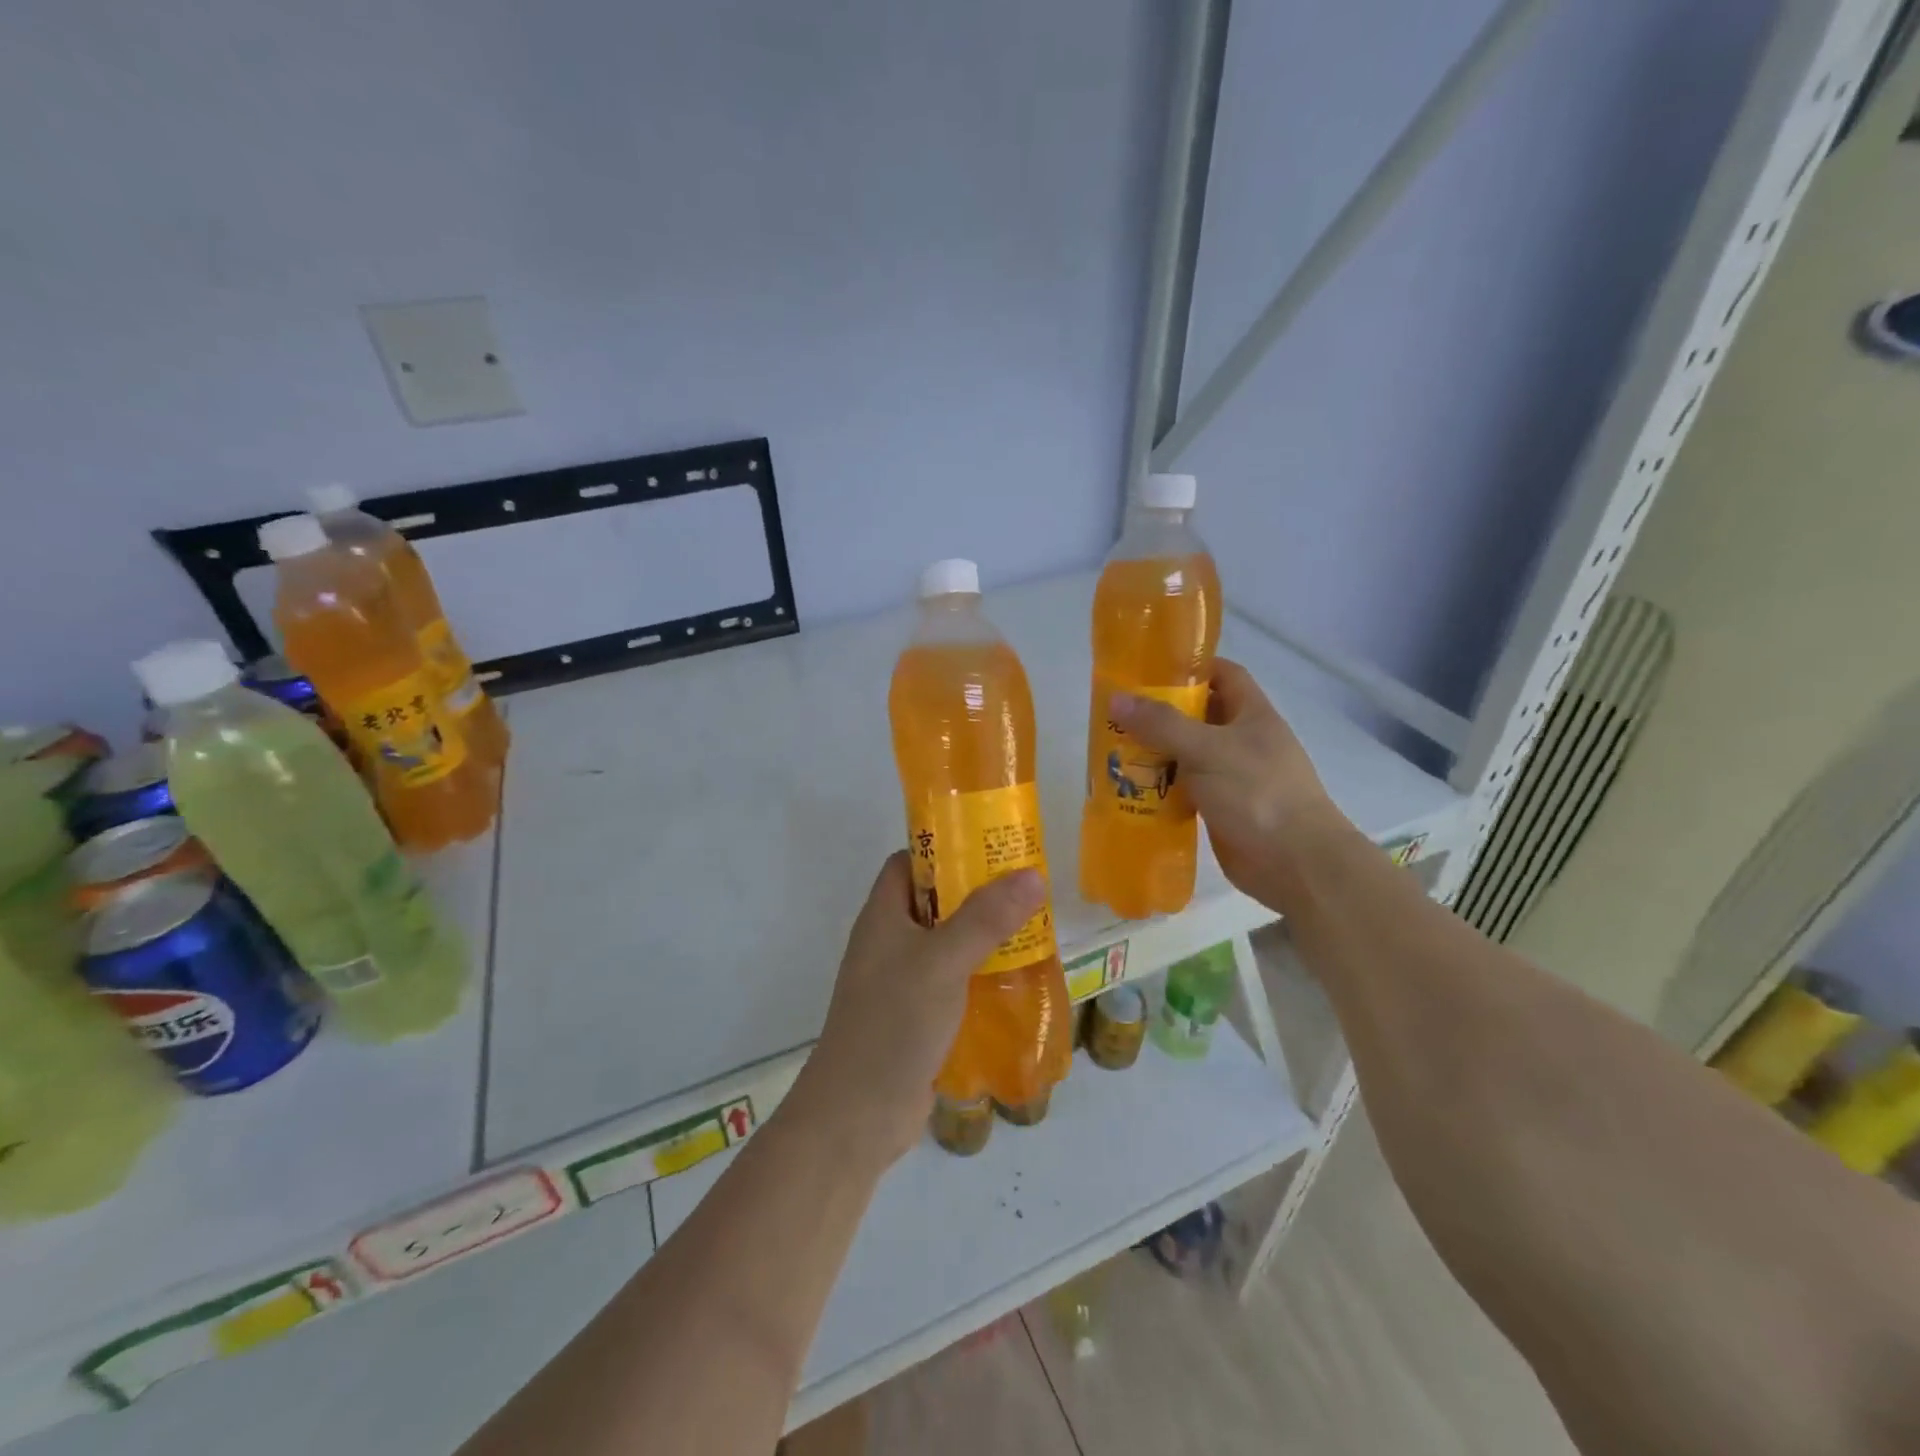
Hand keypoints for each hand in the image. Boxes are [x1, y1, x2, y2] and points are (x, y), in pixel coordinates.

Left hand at [787, 853, 1045, 1168]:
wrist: (857, 1114)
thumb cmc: (893, 1022)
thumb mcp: (942, 961)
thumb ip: (986, 918)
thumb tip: (1031, 874)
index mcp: (883, 915)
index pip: (909, 862)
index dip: (944, 847)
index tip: (991, 845)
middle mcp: (889, 942)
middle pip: (934, 901)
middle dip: (976, 893)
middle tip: (1025, 887)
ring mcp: (900, 982)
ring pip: (946, 944)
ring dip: (983, 936)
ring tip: (1033, 928)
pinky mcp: (915, 1017)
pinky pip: (951, 982)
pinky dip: (979, 975)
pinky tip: (1016, 979)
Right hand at [1110, 659, 1343, 905]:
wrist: (1295, 864)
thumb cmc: (1257, 793)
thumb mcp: (1207, 749)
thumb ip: (1161, 724)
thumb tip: (1116, 698)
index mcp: (1252, 715)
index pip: (1224, 674)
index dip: (1191, 667)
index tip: (1149, 669)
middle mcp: (1243, 741)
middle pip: (1199, 715)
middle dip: (1161, 713)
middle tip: (1118, 713)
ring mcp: (1233, 777)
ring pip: (1188, 755)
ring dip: (1156, 753)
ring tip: (1114, 749)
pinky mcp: (1221, 809)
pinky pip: (1185, 790)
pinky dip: (1161, 788)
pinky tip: (1131, 790)